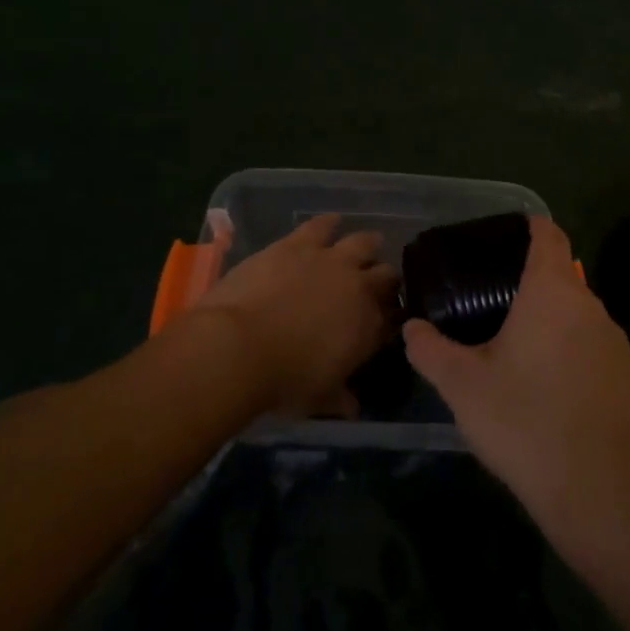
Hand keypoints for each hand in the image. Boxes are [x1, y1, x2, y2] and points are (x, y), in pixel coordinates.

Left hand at [187, 214, 396, 416]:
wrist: (239, 346)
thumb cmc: (282, 381)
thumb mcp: (318, 398)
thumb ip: (339, 398)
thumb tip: (352, 408)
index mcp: (368, 327)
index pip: (390, 318)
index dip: (388, 318)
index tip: (382, 322)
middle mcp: (358, 287)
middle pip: (384, 275)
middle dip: (384, 279)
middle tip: (376, 284)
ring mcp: (329, 260)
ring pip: (362, 242)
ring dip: (366, 246)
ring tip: (364, 246)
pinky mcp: (298, 243)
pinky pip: (322, 225)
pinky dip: (329, 224)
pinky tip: (331, 222)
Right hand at [404, 216, 629, 525]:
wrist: (600, 490)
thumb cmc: (525, 421)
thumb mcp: (463, 386)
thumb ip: (430, 350)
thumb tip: (412, 327)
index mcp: (552, 292)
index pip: (549, 236)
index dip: (530, 227)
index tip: (506, 235)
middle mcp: (590, 306)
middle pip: (562, 275)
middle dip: (531, 281)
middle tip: (492, 301)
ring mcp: (616, 342)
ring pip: (578, 314)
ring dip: (551, 320)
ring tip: (516, 346)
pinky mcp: (629, 376)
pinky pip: (593, 346)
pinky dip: (570, 351)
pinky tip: (549, 387)